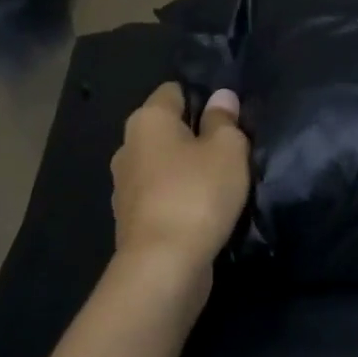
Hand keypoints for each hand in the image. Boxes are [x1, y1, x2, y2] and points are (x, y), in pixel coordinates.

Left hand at [110, 83, 249, 279]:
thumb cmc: (197, 193)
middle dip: (195, 136)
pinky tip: (204, 211)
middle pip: (167, 130)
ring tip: (222, 183)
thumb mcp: (227, 149)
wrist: (163, 265)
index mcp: (147, 120)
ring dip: (188, 171)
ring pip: (164, 165)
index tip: (230, 116)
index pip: (174, 91)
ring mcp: (125, 186)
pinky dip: (180, 198)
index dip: (202, 97)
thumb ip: (224, 120)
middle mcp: (127, 147)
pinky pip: (161, 196)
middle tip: (232, 150)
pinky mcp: (131, 220)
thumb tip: (221, 97)